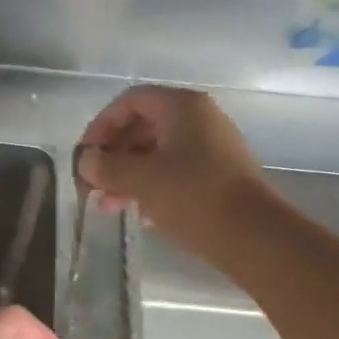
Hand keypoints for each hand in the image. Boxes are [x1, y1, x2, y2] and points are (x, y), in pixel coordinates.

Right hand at [77, 85, 270, 255]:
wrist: (254, 236)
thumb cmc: (194, 197)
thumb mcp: (141, 180)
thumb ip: (106, 166)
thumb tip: (86, 161)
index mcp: (182, 107)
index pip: (130, 101)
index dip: (101, 125)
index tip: (85, 156)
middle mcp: (200, 119)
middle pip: (143, 126)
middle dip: (113, 156)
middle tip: (93, 185)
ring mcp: (212, 147)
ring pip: (157, 152)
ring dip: (128, 175)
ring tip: (109, 206)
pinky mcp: (219, 175)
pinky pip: (175, 171)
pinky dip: (151, 186)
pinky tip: (140, 214)